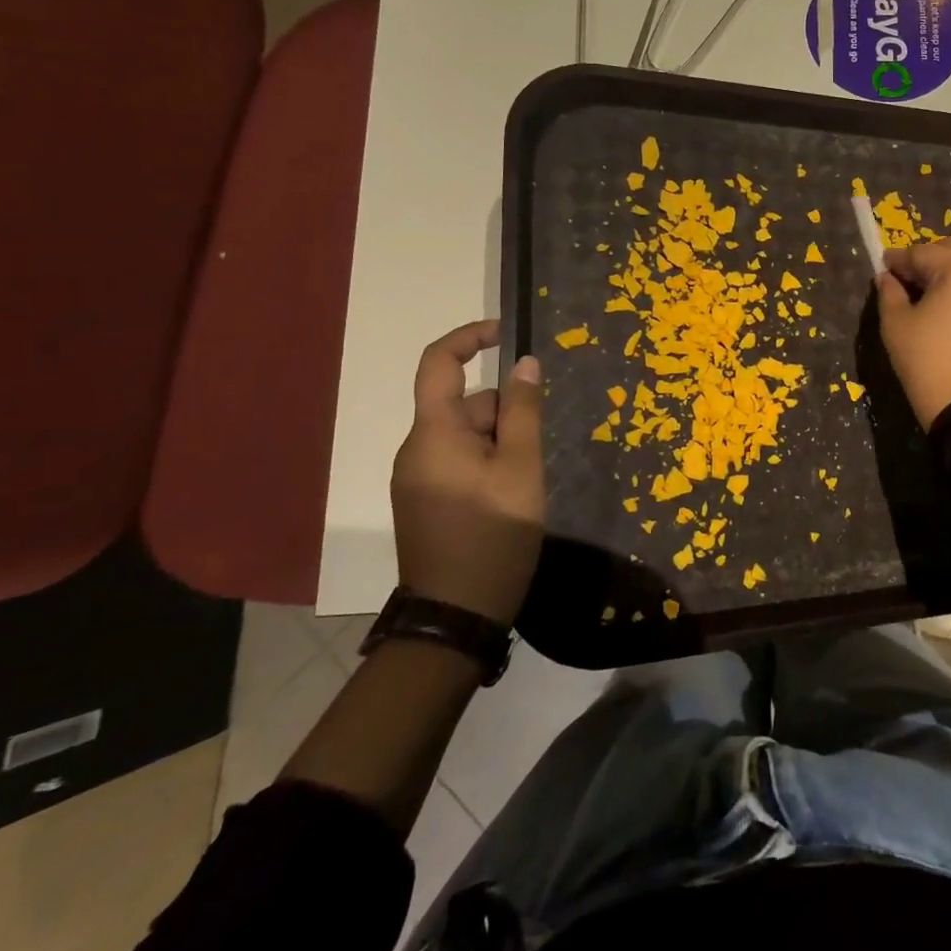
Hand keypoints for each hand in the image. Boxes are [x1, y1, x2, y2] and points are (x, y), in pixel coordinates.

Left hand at [391, 320, 544, 624]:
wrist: (456, 616)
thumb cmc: (494, 535)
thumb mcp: (521, 468)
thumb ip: (523, 411)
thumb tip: (526, 362)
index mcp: (432, 434)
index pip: (438, 363)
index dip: (468, 337)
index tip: (505, 334)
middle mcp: (415, 450)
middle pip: (464, 405)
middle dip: (504, 413)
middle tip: (535, 452)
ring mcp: (416, 479)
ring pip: (465, 436)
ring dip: (499, 442)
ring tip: (526, 481)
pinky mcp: (423, 502)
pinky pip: (458, 462)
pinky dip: (487, 463)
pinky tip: (510, 496)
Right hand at [876, 238, 950, 430]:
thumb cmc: (927, 359)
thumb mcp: (896, 324)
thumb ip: (889, 293)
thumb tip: (886, 277)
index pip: (921, 252)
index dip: (897, 259)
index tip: (879, 266)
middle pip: (950, 250)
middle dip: (924, 258)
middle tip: (901, 277)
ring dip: (942, 270)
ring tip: (918, 292)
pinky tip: (938, 306)